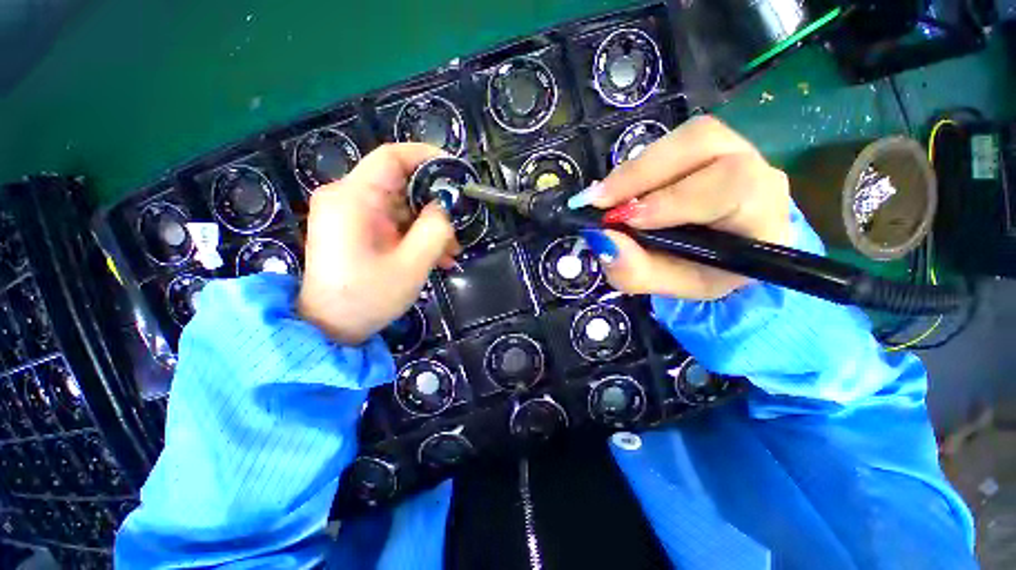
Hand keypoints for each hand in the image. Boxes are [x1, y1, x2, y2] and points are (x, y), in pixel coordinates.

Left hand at [297, 143, 460, 344]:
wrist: (329, 328)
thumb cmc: (368, 298)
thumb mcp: (412, 265)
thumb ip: (435, 230)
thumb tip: (445, 205)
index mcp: (353, 199)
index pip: (391, 157)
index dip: (426, 156)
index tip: (455, 171)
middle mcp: (346, 197)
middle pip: (399, 184)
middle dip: (434, 204)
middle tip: (458, 227)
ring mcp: (348, 213)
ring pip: (399, 205)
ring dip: (428, 225)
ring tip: (450, 252)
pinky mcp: (354, 228)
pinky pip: (391, 221)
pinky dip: (414, 234)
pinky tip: (434, 256)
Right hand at [583, 116, 790, 299]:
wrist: (720, 255)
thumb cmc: (700, 273)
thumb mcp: (668, 286)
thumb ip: (636, 271)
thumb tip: (601, 237)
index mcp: (762, 220)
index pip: (732, 187)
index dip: (672, 199)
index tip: (624, 219)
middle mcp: (758, 174)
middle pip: (705, 143)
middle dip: (642, 173)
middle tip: (598, 201)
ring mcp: (738, 152)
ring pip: (685, 137)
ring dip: (634, 169)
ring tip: (604, 197)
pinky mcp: (711, 146)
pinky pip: (671, 144)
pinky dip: (636, 168)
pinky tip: (619, 190)